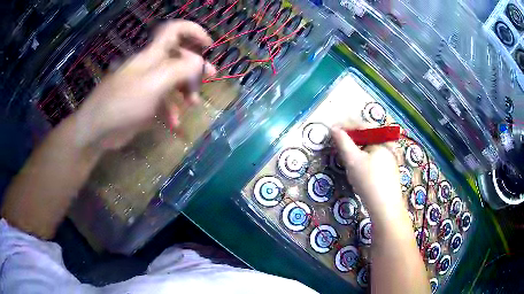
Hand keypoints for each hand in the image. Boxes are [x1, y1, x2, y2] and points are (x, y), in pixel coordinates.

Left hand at [74, 20, 216, 149]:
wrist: (97, 130)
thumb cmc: (123, 103)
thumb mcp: (154, 84)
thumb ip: (179, 70)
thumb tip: (199, 62)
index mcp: (152, 55)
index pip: (174, 31)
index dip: (193, 31)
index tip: (208, 45)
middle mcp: (150, 66)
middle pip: (178, 56)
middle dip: (195, 66)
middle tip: (211, 77)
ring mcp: (146, 85)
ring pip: (173, 80)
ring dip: (186, 90)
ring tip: (193, 104)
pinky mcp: (143, 103)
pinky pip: (162, 101)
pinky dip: (171, 110)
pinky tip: (173, 124)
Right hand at [331, 126, 402, 215]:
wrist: (385, 208)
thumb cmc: (369, 181)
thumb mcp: (353, 160)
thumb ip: (343, 142)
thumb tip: (333, 128)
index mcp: (381, 139)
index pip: (361, 125)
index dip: (345, 125)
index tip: (331, 129)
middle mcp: (387, 145)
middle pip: (366, 135)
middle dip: (350, 137)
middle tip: (336, 141)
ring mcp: (389, 157)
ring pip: (369, 147)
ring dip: (355, 147)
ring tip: (344, 153)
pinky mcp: (388, 169)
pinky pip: (372, 157)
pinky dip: (362, 157)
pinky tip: (356, 166)